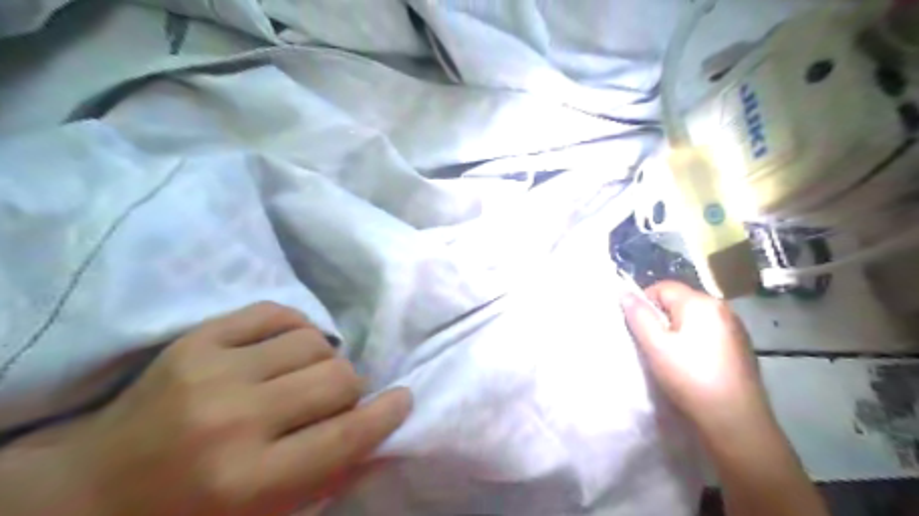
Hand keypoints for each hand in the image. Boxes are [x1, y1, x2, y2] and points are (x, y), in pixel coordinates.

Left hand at [60, 302, 412, 515]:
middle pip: (338, 377)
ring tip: (304, 376)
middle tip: (337, 400)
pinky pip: (276, 312)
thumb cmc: (186, 514)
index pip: (347, 434)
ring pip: (314, 341)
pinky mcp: (196, 339)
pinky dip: (295, 327)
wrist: (88, 490)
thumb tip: (378, 437)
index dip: (387, 414)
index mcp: (248, 481)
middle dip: (351, 389)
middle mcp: (233, 420)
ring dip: (323, 360)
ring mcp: (211, 371)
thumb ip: (326, 478)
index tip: (403, 399)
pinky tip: (287, 347)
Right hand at [624, 283, 769, 430]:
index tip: (639, 329)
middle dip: (662, 317)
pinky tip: (694, 363)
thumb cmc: (690, 378)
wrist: (736, 421)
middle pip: (679, 300)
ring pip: (694, 317)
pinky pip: (709, 331)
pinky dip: (695, 339)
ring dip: (678, 329)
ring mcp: (735, 326)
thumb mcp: (656, 346)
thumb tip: (624, 293)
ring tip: (673, 356)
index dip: (644, 303)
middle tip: (654, 345)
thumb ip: (638, 316)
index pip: (662, 287)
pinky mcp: (740, 345)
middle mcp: (721, 307)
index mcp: (700, 302)